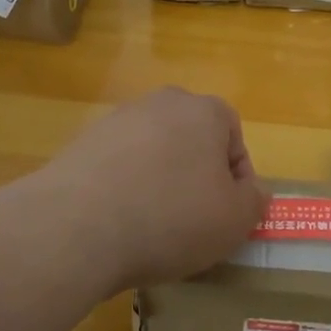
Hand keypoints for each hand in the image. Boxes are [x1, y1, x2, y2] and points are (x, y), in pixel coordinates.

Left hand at [38, 87, 268, 295]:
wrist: (77, 226)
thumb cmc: (171, 218)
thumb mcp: (234, 220)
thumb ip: (254, 201)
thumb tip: (252, 191)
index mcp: (205, 111)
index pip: (235, 140)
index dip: (238, 182)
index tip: (228, 217)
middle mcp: (161, 103)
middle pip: (192, 141)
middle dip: (196, 177)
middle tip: (194, 221)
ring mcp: (117, 120)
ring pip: (154, 153)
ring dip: (159, 183)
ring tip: (153, 227)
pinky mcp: (81, 144)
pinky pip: (118, 167)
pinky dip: (124, 190)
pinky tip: (118, 224)